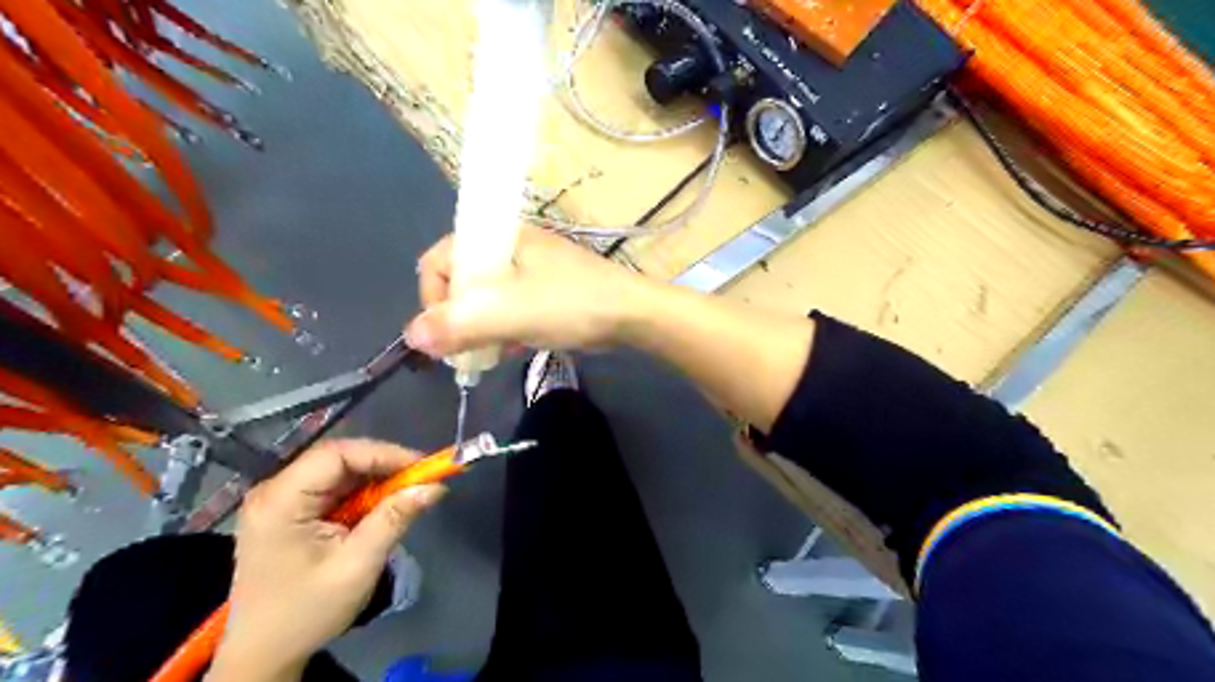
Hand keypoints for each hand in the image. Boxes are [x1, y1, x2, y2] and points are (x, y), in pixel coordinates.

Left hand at [207, 440, 445, 679]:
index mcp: (280, 501)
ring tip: (406, 495)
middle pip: (338, 459)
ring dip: (376, 480)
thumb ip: (394, 519)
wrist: (263, 655)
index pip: (337, 455)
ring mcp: (279, 501)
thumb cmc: (307, 612)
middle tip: (420, 480)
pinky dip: (363, 495)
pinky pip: (334, 489)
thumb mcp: (357, 565)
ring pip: (339, 472)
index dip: (383, 453)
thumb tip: (435, 486)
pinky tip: (380, 509)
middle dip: (383, 466)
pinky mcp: (289, 513)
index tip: (422, 467)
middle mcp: (274, 491)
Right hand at [402, 226, 648, 359]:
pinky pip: (512, 308)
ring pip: (487, 299)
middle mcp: (509, 247)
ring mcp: (531, 268)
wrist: (631, 315)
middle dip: (460, 319)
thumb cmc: (569, 305)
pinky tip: (519, 346)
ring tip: (496, 351)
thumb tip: (412, 337)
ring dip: (484, 328)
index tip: (447, 334)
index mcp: (496, 238)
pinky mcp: (547, 290)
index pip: (437, 261)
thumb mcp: (508, 314)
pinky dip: (508, 328)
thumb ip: (457, 325)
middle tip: (470, 349)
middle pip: (461, 282)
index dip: (433, 299)